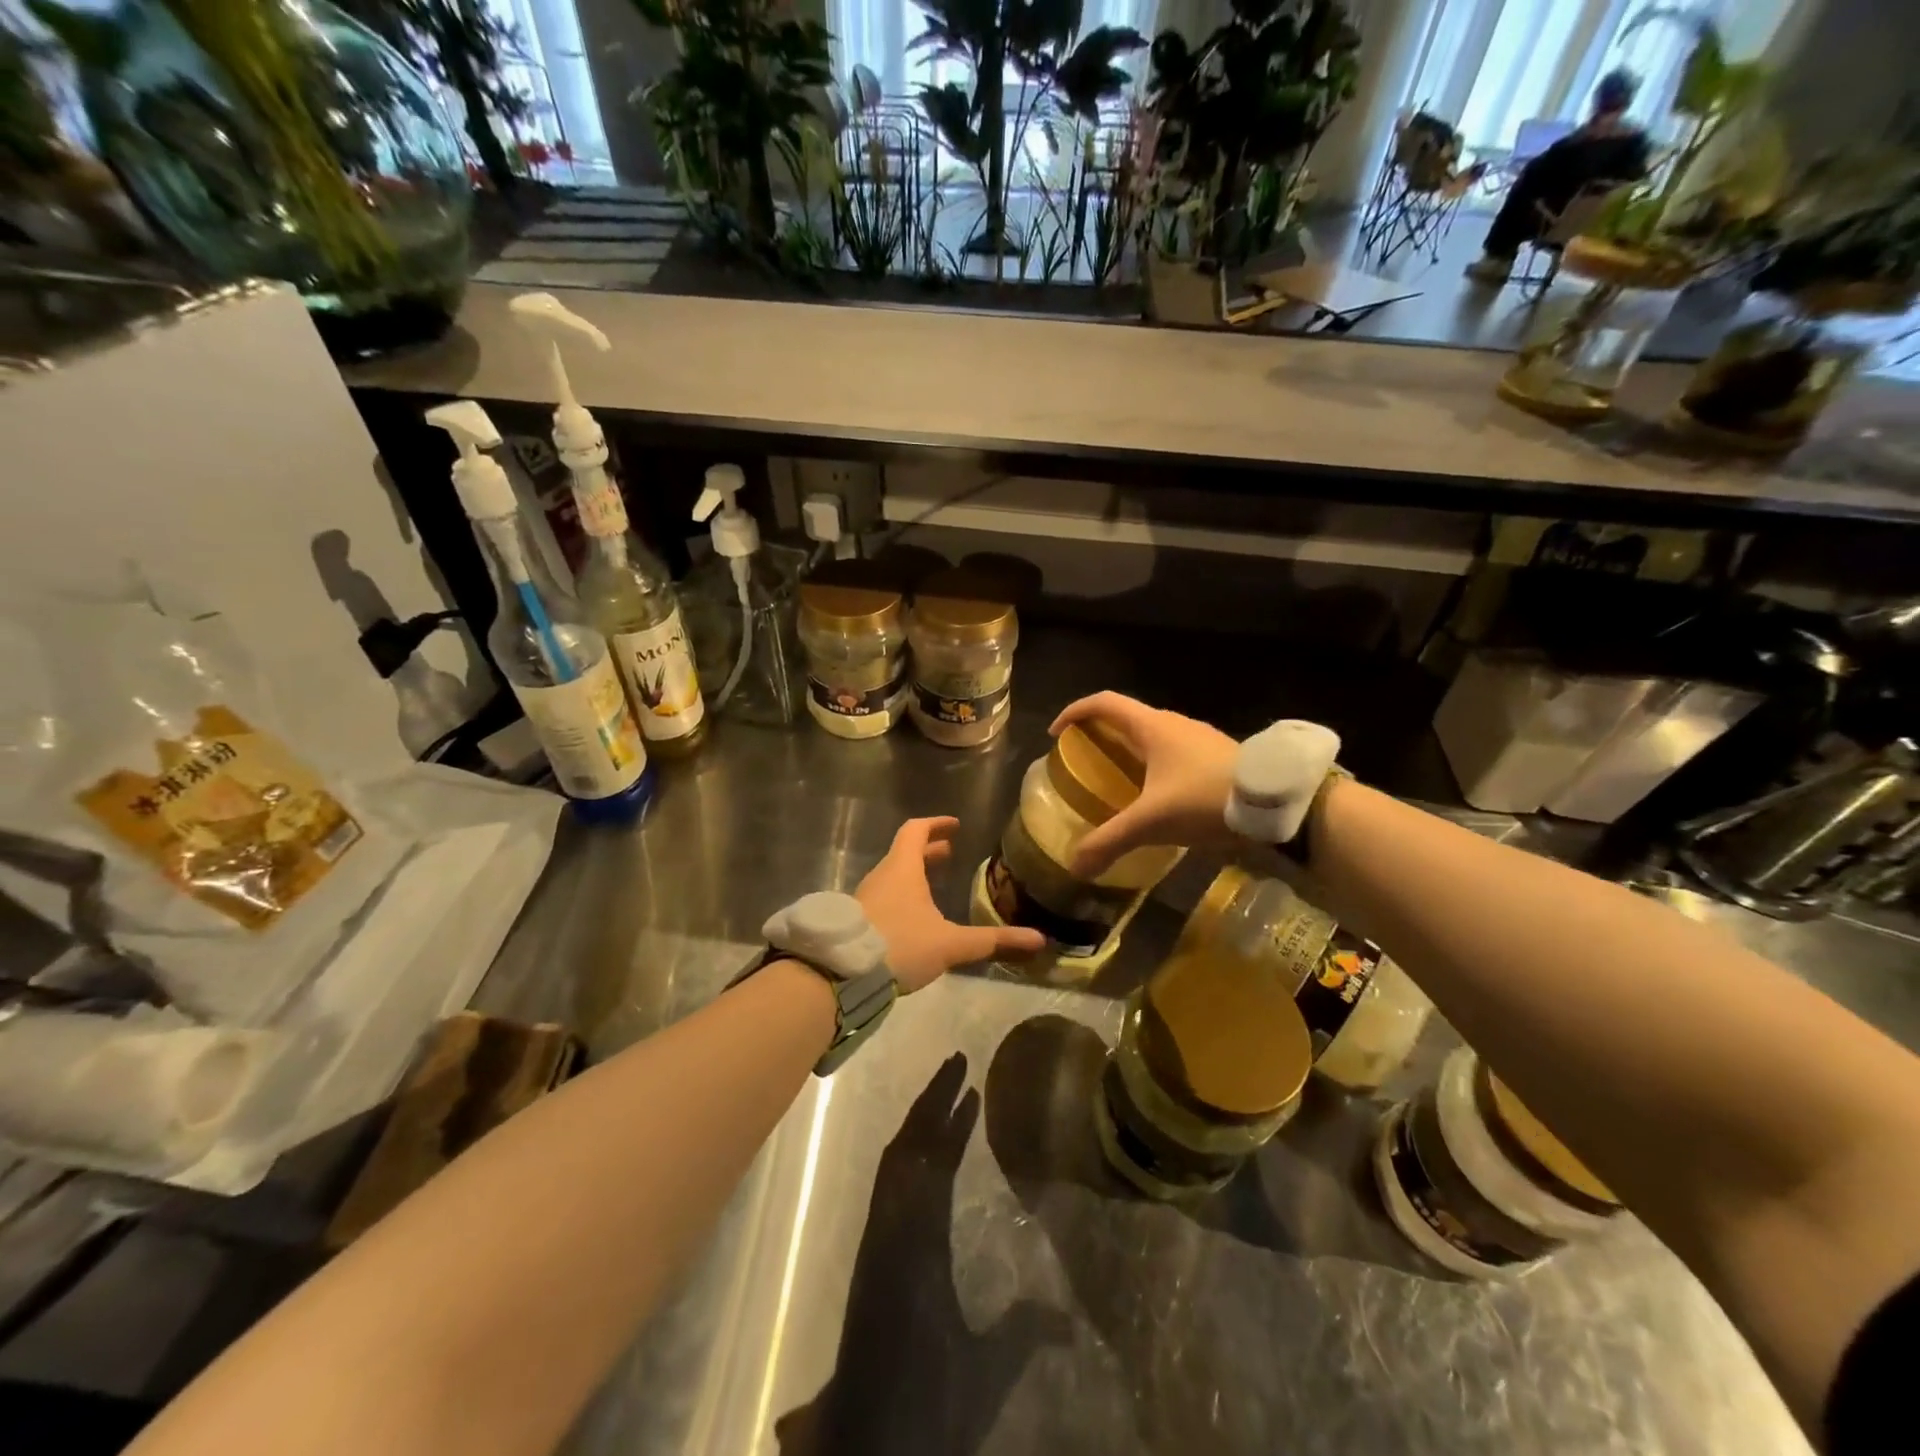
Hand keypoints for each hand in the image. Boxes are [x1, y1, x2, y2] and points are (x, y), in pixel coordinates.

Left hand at [856, 817, 1043, 992]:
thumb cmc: (899, 945)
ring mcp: (865, 898)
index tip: (954, 826)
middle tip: (949, 854)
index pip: (916, 831)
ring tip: (934, 886)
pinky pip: (882, 897)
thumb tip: (1039, 939)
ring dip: (914, 875)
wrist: (840, 973)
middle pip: (904, 853)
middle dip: (928, 852)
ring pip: (892, 876)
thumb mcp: (951, 944)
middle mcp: (881, 876)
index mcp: (903, 869)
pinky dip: (901, 895)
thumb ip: (993, 941)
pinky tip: (912, 919)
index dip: (935, 825)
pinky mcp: (856, 920)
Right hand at [1049, 692, 1238, 879]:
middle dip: (1100, 735)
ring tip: (1117, 781)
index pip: (1104, 703)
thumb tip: (1074, 866)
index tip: (1056, 734)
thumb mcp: (1151, 822)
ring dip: (1129, 751)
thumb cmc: (1205, 798)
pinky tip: (1157, 798)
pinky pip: (1174, 753)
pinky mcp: (1217, 757)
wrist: (1279, 803)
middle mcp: (1174, 725)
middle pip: (1126, 718)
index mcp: (1152, 727)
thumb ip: (1110, 841)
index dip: (1075, 712)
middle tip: (1083, 762)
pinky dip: (1154, 766)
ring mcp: (1199, 739)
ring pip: (1153, 736)